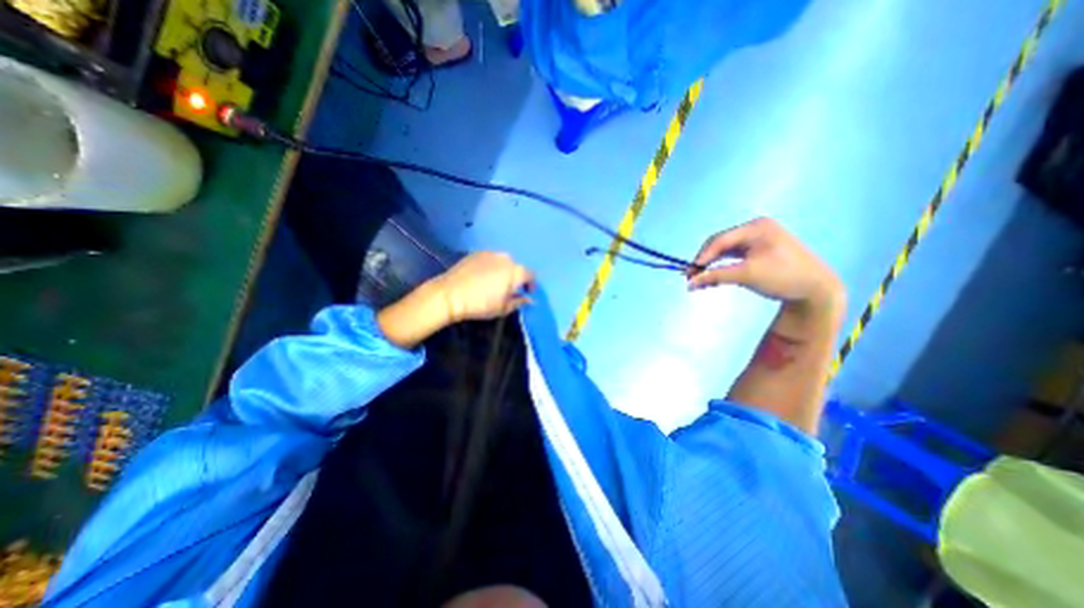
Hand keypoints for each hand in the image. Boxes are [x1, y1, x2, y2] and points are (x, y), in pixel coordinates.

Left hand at [431, 253, 534, 322]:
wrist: (450, 294)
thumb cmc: (481, 304)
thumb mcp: (503, 308)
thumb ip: (519, 302)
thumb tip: (529, 299)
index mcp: (516, 272)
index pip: (531, 275)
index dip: (531, 284)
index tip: (527, 293)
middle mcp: (506, 258)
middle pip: (517, 267)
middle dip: (516, 278)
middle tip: (509, 289)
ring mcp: (490, 253)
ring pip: (503, 262)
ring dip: (503, 271)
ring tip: (495, 282)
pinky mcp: (477, 253)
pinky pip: (490, 259)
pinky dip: (491, 266)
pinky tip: (482, 276)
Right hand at [684, 218, 845, 313]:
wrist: (817, 290)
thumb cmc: (783, 277)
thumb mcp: (746, 275)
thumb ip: (715, 277)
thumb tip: (689, 284)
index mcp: (756, 227)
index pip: (719, 240)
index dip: (701, 257)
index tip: (688, 273)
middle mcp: (756, 229)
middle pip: (720, 244)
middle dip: (705, 261)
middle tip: (692, 278)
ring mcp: (758, 239)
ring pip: (725, 251)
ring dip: (712, 265)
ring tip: (702, 280)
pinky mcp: (759, 250)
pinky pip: (734, 256)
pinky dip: (723, 266)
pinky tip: (715, 277)